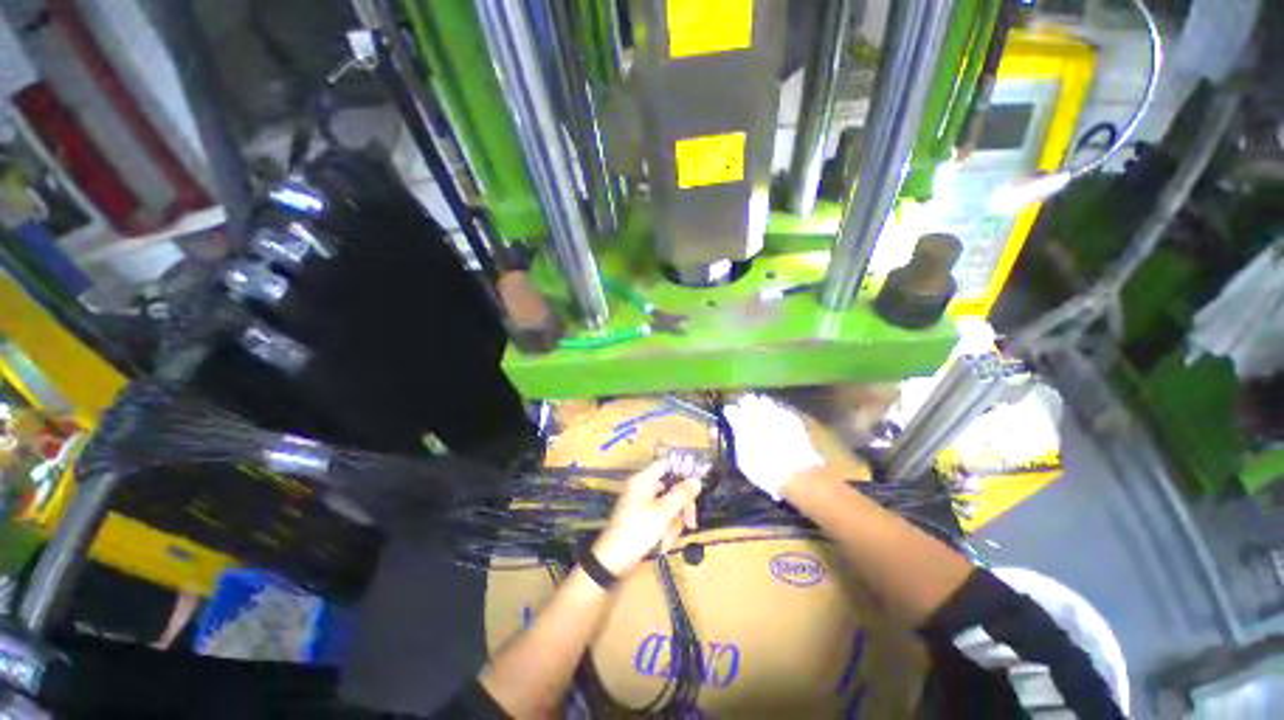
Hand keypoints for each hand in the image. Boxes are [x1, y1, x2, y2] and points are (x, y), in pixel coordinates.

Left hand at [591, 456, 705, 576]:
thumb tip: (696, 480)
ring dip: (674, 520)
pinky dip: (665, 527)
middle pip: (669, 487)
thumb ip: (681, 494)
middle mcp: (642, 488)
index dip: (681, 470)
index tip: (696, 483)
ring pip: (667, 504)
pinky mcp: (641, 518)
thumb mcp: (663, 512)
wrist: (613, 560)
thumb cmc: (638, 530)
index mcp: (643, 480)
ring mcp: (640, 503)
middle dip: (681, 505)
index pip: (665, 465)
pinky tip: (665, 542)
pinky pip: (659, 516)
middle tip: (691, 522)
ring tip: (672, 537)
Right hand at [723, 394, 823, 499]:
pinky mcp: (791, 417)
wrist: (797, 473)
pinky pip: (779, 408)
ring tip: (761, 417)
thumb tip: (715, 430)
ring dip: (760, 406)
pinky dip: (775, 413)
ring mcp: (776, 412)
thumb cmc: (763, 470)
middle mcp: (758, 412)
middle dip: (744, 405)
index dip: (729, 414)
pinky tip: (776, 422)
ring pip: (764, 400)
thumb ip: (731, 440)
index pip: (730, 409)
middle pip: (747, 399)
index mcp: (742, 422)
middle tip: (744, 415)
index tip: (729, 420)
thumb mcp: (741, 459)